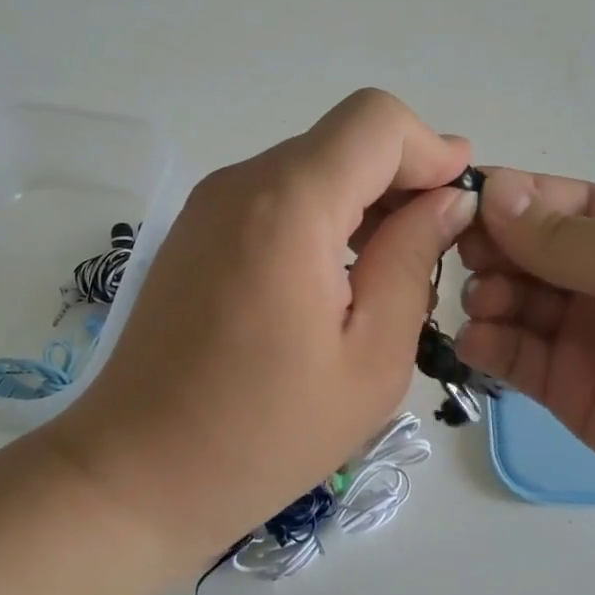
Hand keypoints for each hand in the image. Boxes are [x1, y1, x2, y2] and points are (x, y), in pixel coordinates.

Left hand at [48, 90, 475, 561]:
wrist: (136, 473)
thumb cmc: (265, 433)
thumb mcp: (371, 358)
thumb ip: (412, 260)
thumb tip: (446, 201)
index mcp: (289, 206)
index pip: (376, 121)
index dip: (429, 149)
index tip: (458, 202)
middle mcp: (241, 183)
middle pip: (343, 140)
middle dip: (400, 178)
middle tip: (430, 250)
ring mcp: (208, 203)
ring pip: (310, 165)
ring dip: (360, 200)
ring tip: (385, 273)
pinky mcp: (194, 229)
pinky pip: (275, 195)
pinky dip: (320, 216)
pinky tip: (331, 281)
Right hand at [455, 169, 594, 548]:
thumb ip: (573, 239)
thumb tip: (493, 191)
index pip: (548, 200)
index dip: (501, 197)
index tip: (455, 204)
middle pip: (518, 248)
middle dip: (486, 247)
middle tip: (473, 261)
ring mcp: (580, 335)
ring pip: (506, 299)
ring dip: (483, 293)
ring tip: (490, 306)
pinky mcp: (566, 390)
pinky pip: (510, 356)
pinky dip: (484, 343)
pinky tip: (480, 342)